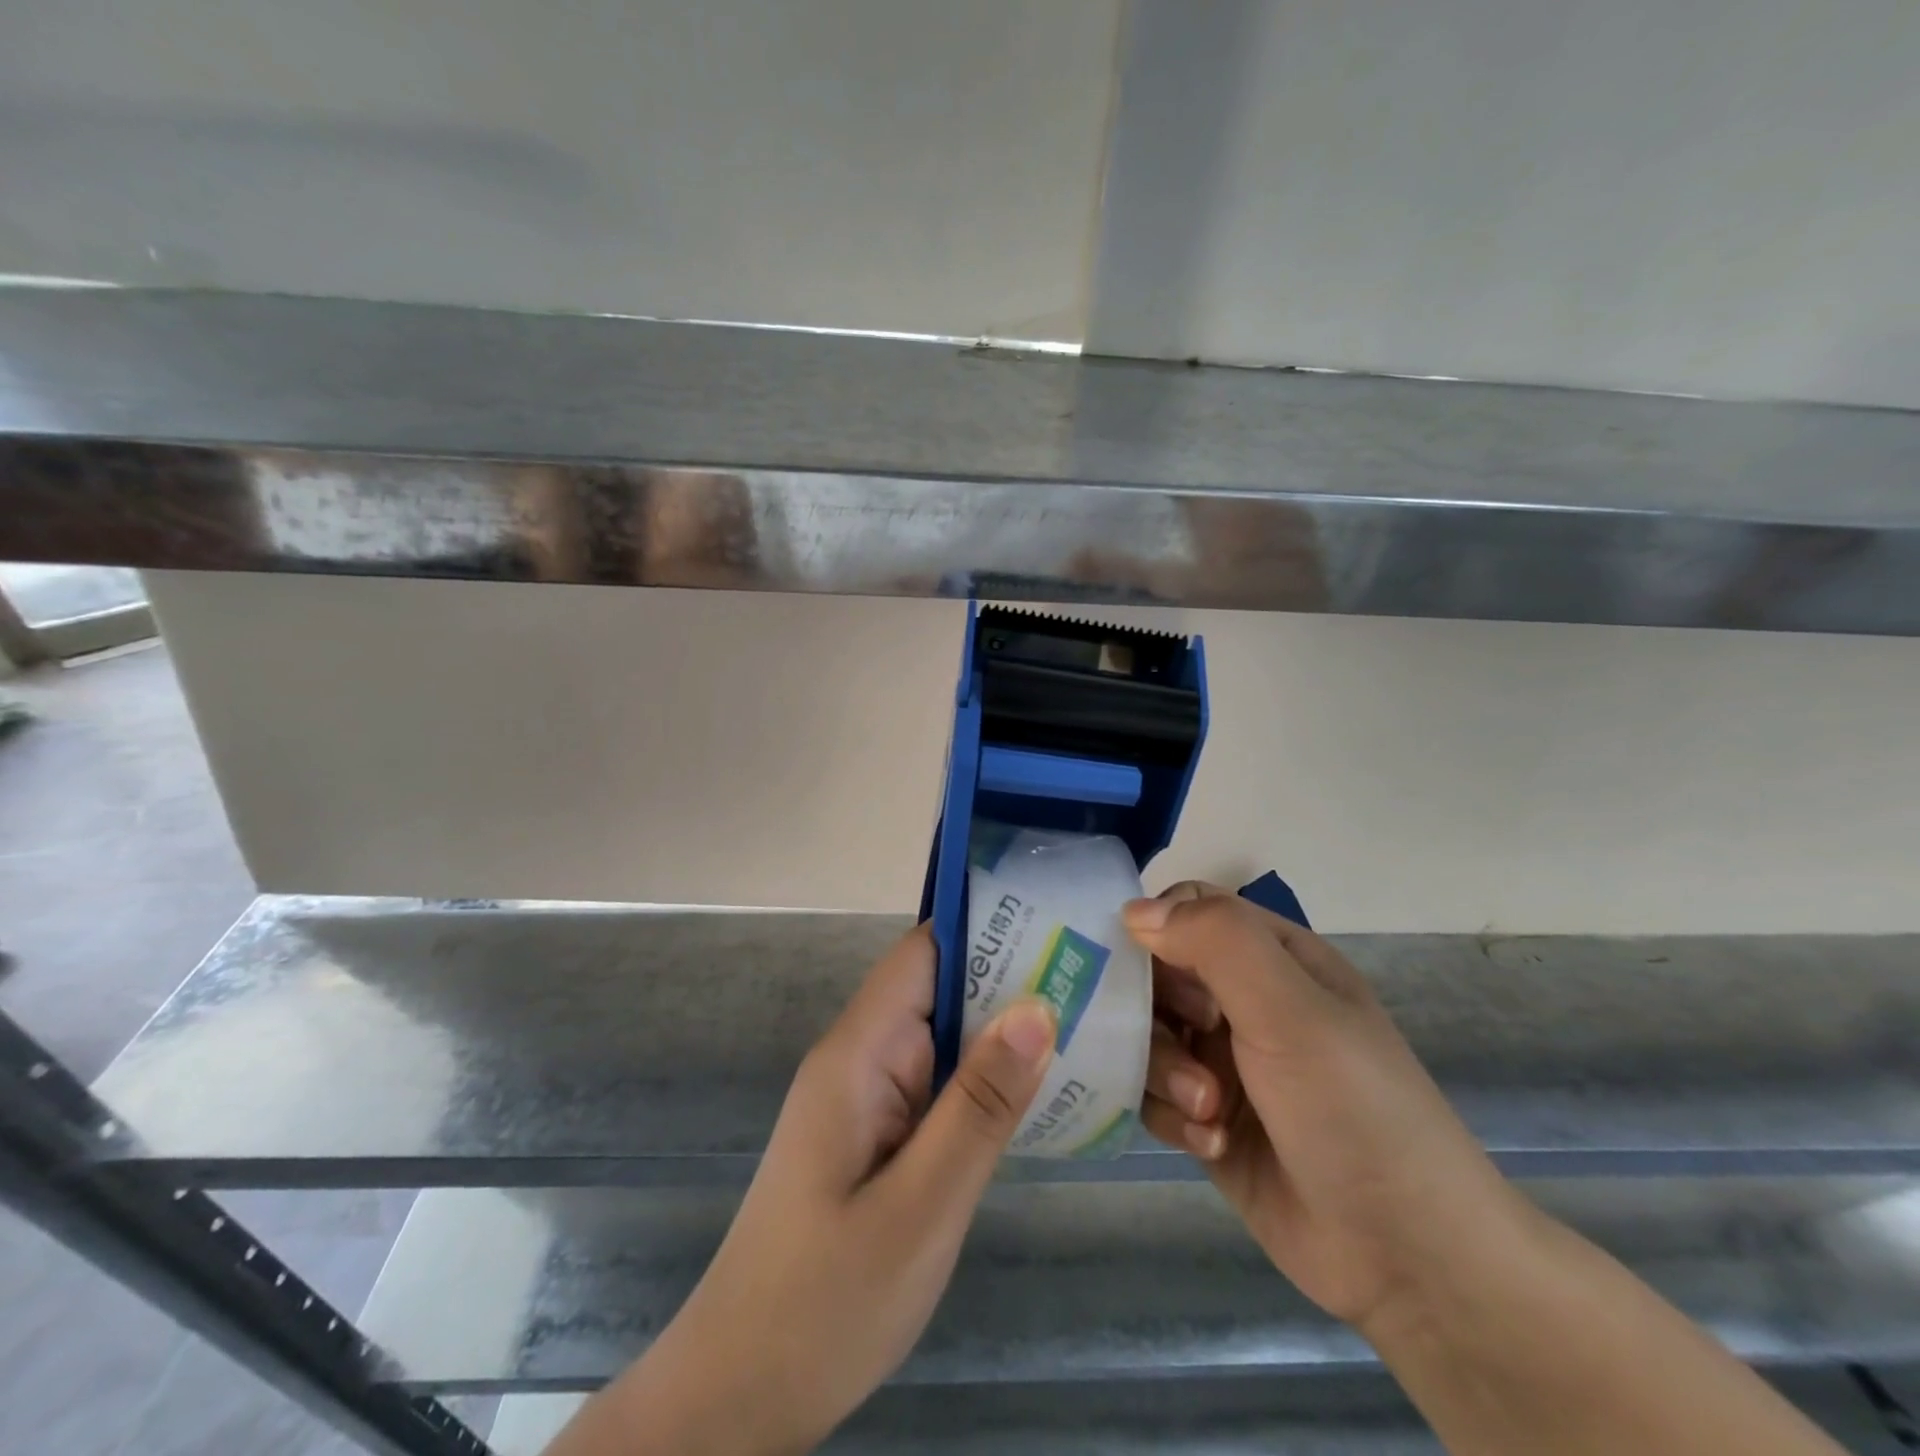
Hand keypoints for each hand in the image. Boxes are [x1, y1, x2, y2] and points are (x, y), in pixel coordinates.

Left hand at [548, 925, 1056, 1455]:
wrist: (742, 1395)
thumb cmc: (825, 1302)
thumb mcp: (921, 1205)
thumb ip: (979, 1104)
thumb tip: (1037, 1006)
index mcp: (860, 1052)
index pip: (923, 954)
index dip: (985, 926)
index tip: (1057, 920)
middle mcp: (864, 1057)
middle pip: (941, 988)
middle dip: (1013, 978)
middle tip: (1101, 976)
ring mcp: (871, 1096)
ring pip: (947, 1038)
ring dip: (1007, 1031)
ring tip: (1094, 1020)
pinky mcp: (882, 1133)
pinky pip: (942, 1084)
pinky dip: (989, 1079)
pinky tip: (1046, 1089)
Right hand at [1130, 883, 1534, 1338]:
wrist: (1408, 1257)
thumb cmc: (1352, 1107)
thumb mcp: (1290, 1008)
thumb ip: (1216, 941)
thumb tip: (1132, 910)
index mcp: (1273, 957)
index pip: (1189, 909)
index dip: (1156, 927)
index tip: (1138, 964)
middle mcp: (1243, 1001)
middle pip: (1156, 973)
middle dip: (1157, 1010)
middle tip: (1187, 1042)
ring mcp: (1223, 1062)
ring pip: (1148, 1036)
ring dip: (1165, 1070)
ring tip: (1206, 1110)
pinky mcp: (1206, 1120)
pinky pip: (1154, 1095)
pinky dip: (1172, 1116)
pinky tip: (1210, 1145)